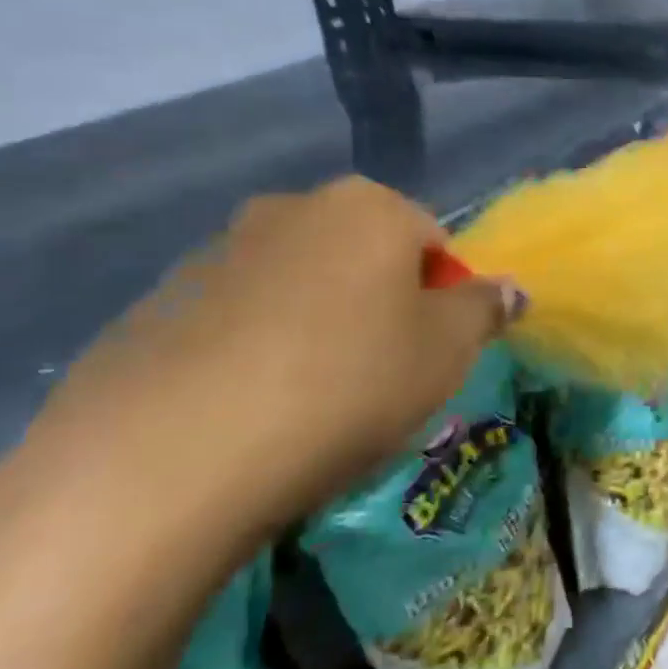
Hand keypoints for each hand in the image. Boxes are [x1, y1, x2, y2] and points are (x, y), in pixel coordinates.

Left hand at [26, 177, 522, 539]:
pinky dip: (255, 351)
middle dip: (381, 306)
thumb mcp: (446, 352)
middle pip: (364, 256)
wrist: (166, 460)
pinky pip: (235, 320)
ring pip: (299, 286)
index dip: (443, 298)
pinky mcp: (156, 304)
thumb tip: (511, 288)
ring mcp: (215, 252)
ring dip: (318, 327)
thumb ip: (485, 310)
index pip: (433, 240)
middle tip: (379, 377)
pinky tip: (249, 411)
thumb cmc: (345, 386)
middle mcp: (291, 210)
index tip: (431, 354)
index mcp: (367, 208)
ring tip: (310, 402)